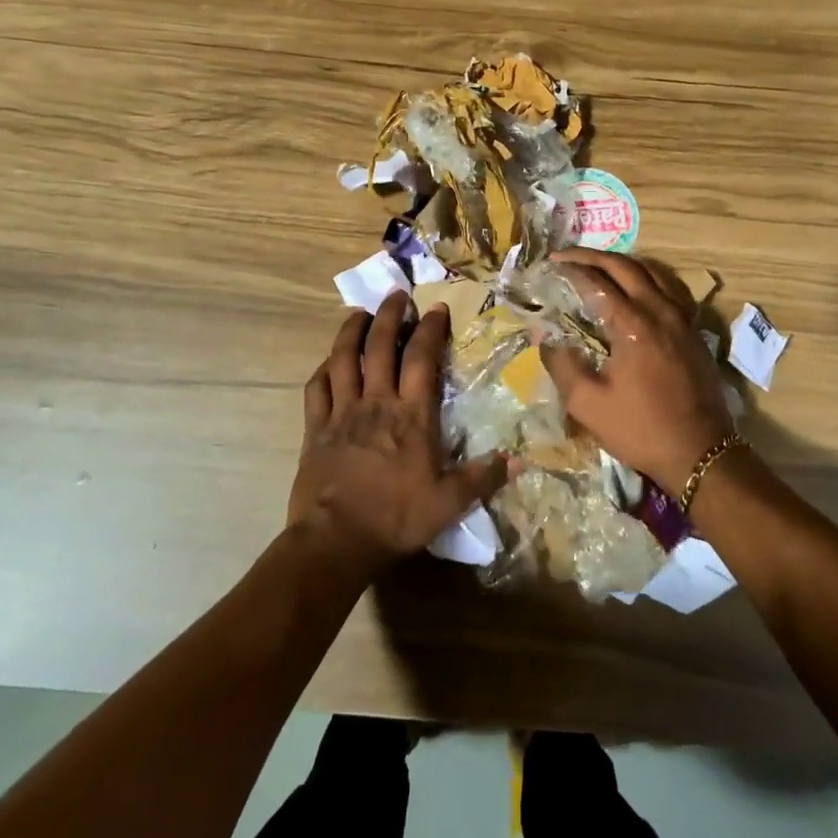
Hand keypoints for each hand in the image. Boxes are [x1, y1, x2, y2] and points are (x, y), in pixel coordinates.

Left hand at [289, 293, 509, 574]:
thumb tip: (520, 460)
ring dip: (351, 331)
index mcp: (411, 415)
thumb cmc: (395, 519)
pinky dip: (323, 369)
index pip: (422, 358)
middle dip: (389, 315)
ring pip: (343, 358)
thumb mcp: (448, 503)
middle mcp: (376, 403)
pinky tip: (329, 362)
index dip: (430, 329)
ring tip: (359, 313)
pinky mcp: (316, 428)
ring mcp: (342, 412)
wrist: (335, 541)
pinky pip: (317, 387)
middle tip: (396, 295)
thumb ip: (483, 478)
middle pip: (380, 346)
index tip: (436, 308)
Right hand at [543, 249, 733, 497]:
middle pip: (625, 266)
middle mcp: (660, 310)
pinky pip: (670, 288)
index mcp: (633, 324)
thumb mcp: (588, 404)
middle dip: (592, 256)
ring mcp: (682, 318)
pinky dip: (648, 276)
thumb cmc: (640, 429)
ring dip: (622, 261)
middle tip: (566, 255)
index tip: (548, 265)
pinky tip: (638, 286)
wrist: (700, 453)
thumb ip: (561, 363)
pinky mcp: (694, 330)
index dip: (570, 270)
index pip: (596, 282)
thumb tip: (544, 334)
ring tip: (598, 264)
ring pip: (652, 271)